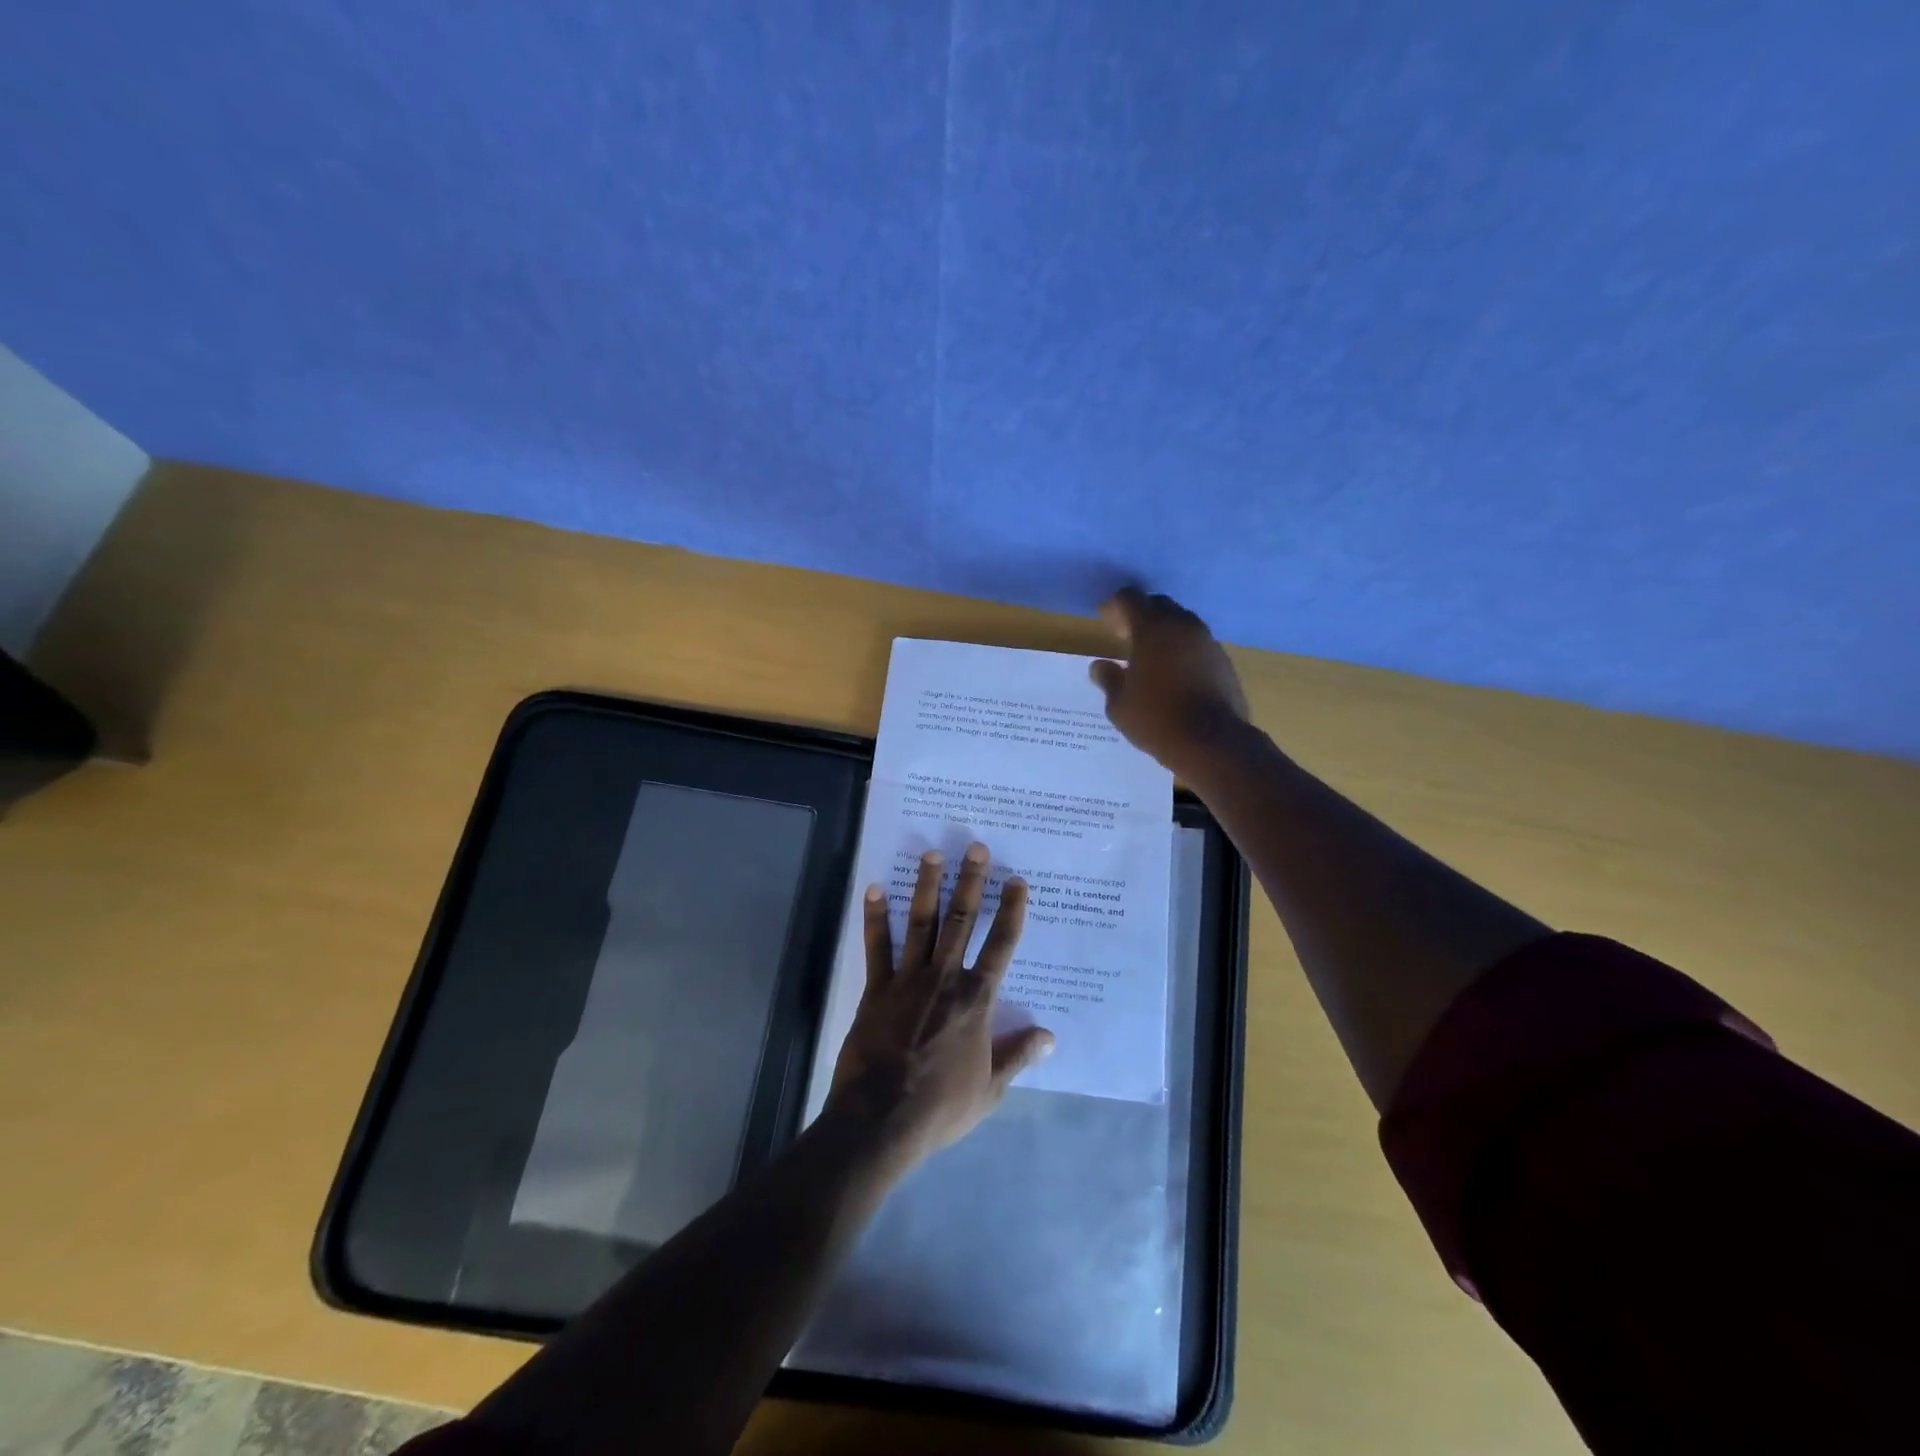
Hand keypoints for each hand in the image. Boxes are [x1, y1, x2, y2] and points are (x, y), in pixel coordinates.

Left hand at [827, 843, 1054, 1167]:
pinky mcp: (877, 988)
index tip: (1016, 882)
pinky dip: (875, 917)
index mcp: (976, 1000)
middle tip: (975, 847)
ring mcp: (908, 979)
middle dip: (971, 883)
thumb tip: (1050, 1036)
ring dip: (927, 887)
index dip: (1011, 912)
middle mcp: (945, 978)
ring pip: (922, 923)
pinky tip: (874, 889)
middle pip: (962, 921)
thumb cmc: (941, 1106)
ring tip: (931, 854)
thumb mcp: (990, 1089)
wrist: (882, 1118)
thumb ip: (1018, 1056)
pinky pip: (877, 946)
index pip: (1001, 946)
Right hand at [1089, 587, 1250, 775]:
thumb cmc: (1156, 720)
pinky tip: (1173, 673)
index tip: (1105, 620)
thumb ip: (1109, 679)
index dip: (1115, 606)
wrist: (1212, 743)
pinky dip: (1182, 649)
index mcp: (1153, 629)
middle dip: (1140, 615)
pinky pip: (1197, 644)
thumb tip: (1099, 666)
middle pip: (1159, 605)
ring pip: (1182, 624)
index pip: (1130, 599)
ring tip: (1149, 656)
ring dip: (1164, 632)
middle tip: (1124, 636)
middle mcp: (1183, 626)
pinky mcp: (1224, 661)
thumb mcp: (1120, 704)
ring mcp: (1208, 642)